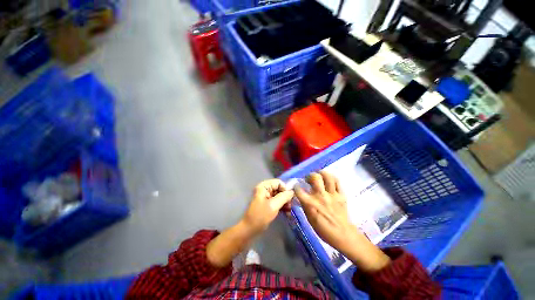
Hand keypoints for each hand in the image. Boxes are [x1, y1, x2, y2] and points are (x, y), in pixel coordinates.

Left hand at [242, 179, 293, 234]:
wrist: (249, 229)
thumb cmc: (260, 216)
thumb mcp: (273, 205)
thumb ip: (284, 197)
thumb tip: (292, 191)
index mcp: (264, 186)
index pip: (278, 182)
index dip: (285, 189)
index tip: (290, 198)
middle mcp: (265, 189)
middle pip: (279, 188)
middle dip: (286, 196)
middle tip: (291, 205)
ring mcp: (266, 197)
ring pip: (279, 195)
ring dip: (285, 202)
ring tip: (289, 210)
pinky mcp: (268, 204)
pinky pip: (277, 201)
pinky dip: (282, 205)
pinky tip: (287, 212)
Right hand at [295, 171, 389, 271]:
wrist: (342, 235)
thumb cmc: (323, 229)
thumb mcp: (309, 218)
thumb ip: (304, 205)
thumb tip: (300, 196)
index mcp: (311, 203)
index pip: (299, 189)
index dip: (296, 186)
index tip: (297, 186)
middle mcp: (321, 196)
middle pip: (315, 177)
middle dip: (310, 176)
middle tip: (309, 179)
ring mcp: (332, 194)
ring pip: (327, 176)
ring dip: (322, 173)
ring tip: (319, 176)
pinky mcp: (341, 195)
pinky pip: (338, 181)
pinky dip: (332, 178)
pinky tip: (329, 180)